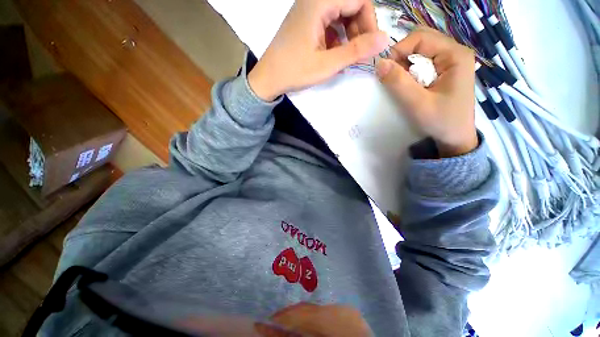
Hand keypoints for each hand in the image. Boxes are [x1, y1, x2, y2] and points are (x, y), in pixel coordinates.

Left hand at [248, 0, 388, 101]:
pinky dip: (336, 37)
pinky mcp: (305, 22)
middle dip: (359, 28)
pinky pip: (329, 22)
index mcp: (319, 3)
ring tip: (345, 56)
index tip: (369, 47)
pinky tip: (332, 53)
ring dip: (348, 34)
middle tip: (358, 53)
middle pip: (350, 4)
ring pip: (340, 14)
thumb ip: (356, 51)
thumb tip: (385, 39)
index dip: (369, 22)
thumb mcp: (327, 64)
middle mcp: (313, 0)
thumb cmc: (294, 71)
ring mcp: (308, 11)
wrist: (268, 78)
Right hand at [376, 27, 476, 156]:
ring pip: (420, 51)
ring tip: (399, 83)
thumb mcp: (418, 104)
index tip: (385, 70)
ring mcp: (450, 61)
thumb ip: (399, 83)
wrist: (455, 137)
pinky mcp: (445, 70)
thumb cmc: (441, 121)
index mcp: (455, 55)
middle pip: (421, 41)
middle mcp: (455, 52)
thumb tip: (379, 64)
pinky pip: (423, 61)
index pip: (421, 38)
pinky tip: (408, 84)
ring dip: (404, 64)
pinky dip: (410, 70)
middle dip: (401, 56)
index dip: (399, 50)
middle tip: (391, 76)